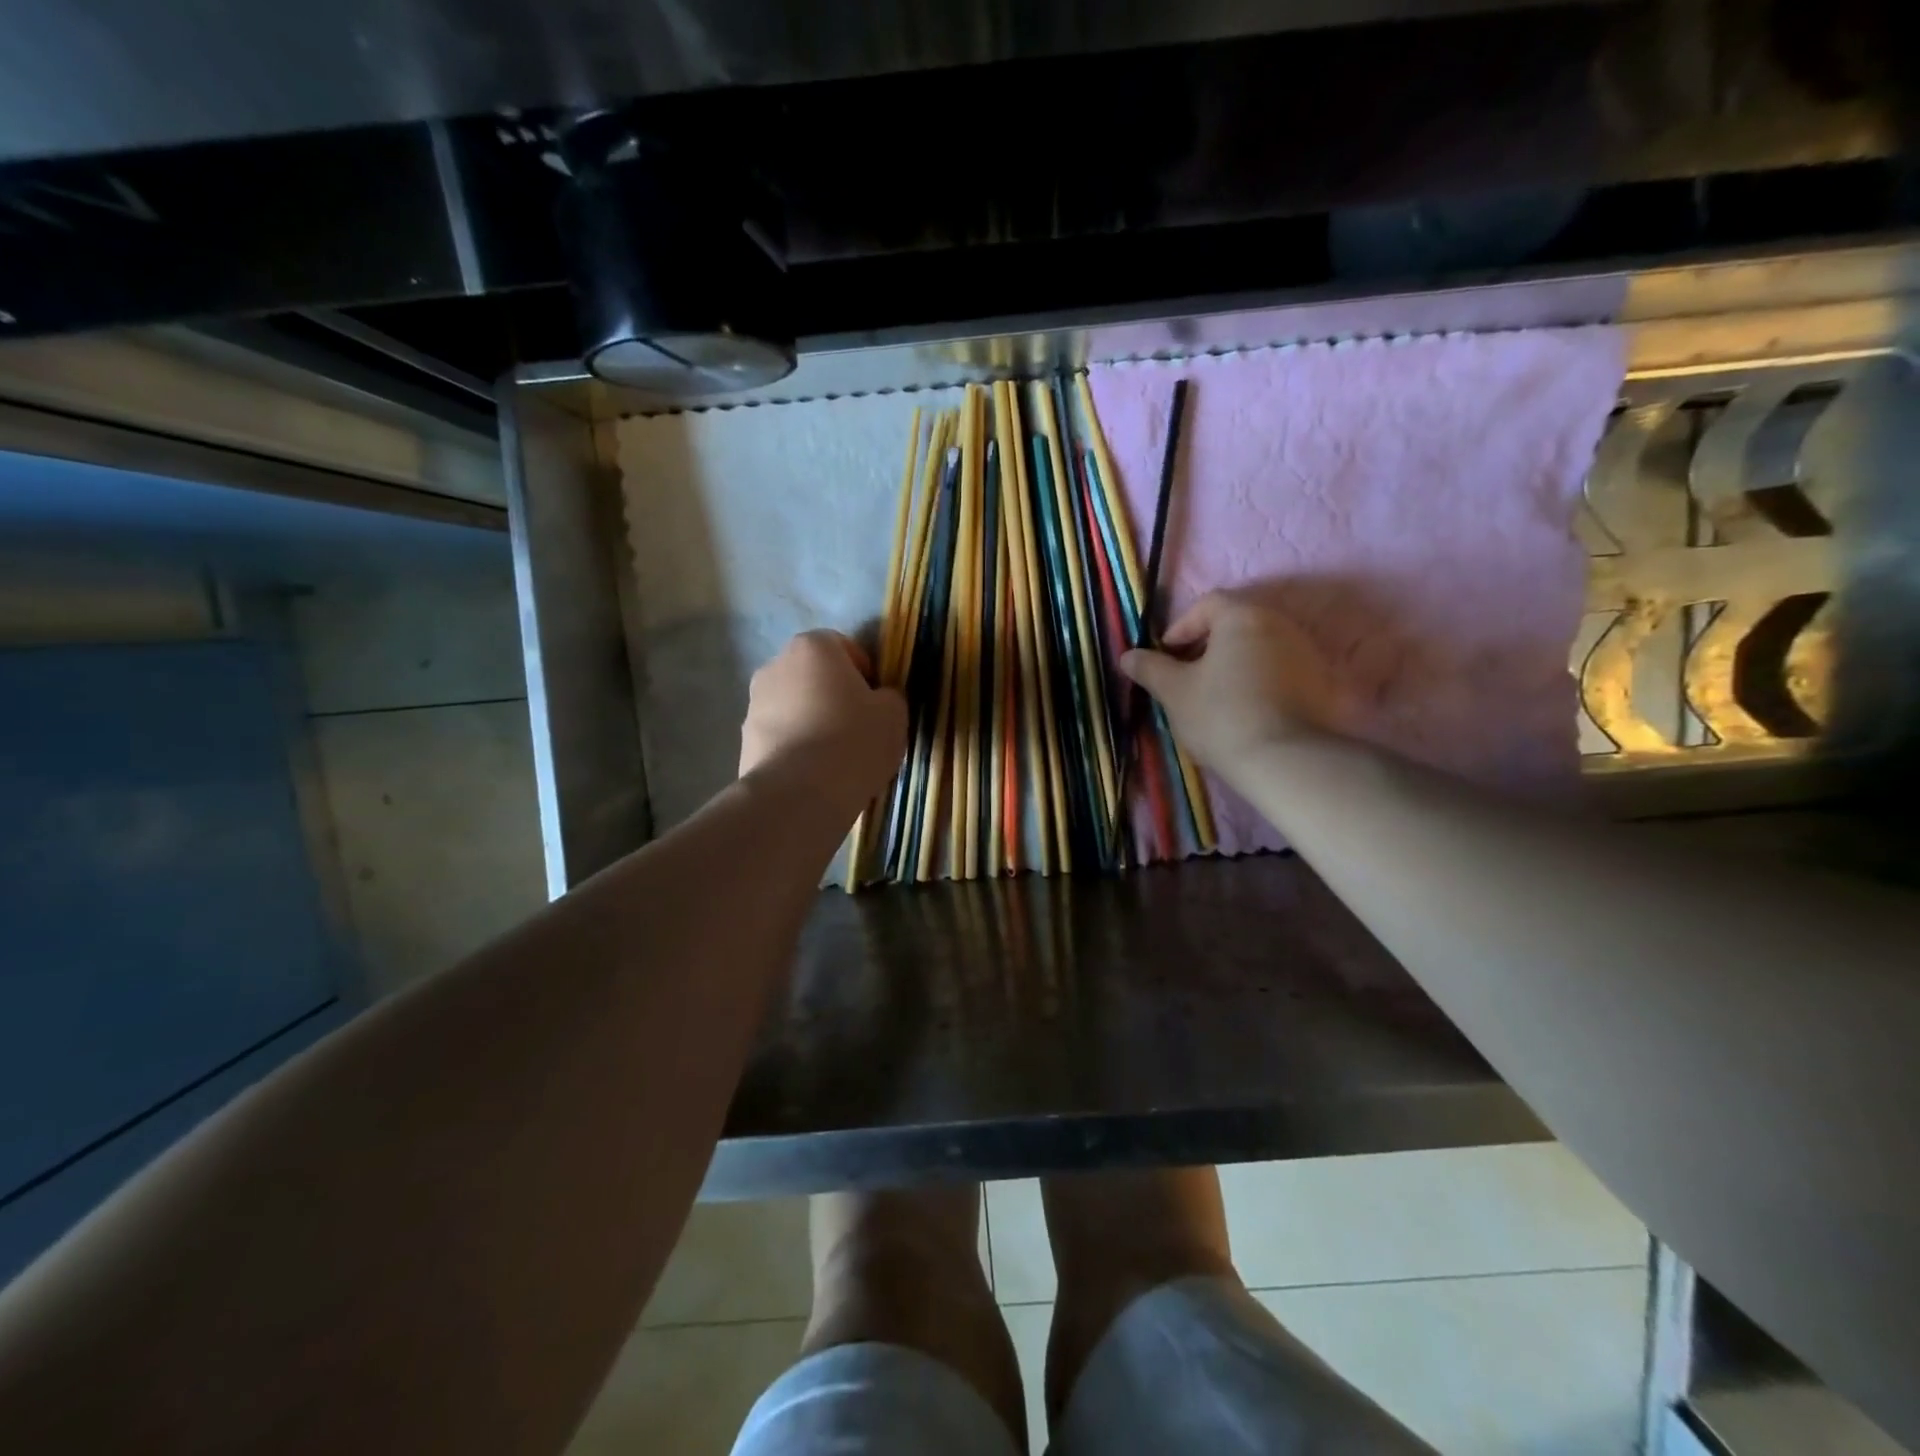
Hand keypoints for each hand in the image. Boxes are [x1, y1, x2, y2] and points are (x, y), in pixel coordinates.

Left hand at [740, 631, 907, 810]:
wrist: (798, 794)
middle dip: (834, 696)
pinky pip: (780, 736)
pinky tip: (814, 774)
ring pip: (794, 706)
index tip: (876, 703)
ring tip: (835, 757)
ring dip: (812, 721)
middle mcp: (776, 666)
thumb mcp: (893, 714)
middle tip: (858, 728)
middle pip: (814, 676)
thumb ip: (889, 696)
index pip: (843, 646)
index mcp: (813, 647)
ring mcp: (754, 703)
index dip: (864, 672)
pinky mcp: (744, 740)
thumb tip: (879, 699)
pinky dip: (796, 747)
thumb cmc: (853, 740)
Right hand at [1119, 591, 1336, 774]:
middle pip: (1237, 624)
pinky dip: (1260, 681)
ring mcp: (1307, 652)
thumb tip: (1128, 656)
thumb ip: (1150, 668)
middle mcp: (1281, 623)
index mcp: (1243, 616)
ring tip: (1215, 696)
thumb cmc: (1221, 714)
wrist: (1284, 759)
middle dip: (1208, 645)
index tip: (1166, 656)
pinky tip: (1246, 710)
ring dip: (1235, 664)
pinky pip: (1281, 671)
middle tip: (1187, 676)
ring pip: (1260, 648)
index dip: (1181, 627)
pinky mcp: (1321, 683)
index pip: (1207, 604)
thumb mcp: (1174, 692)